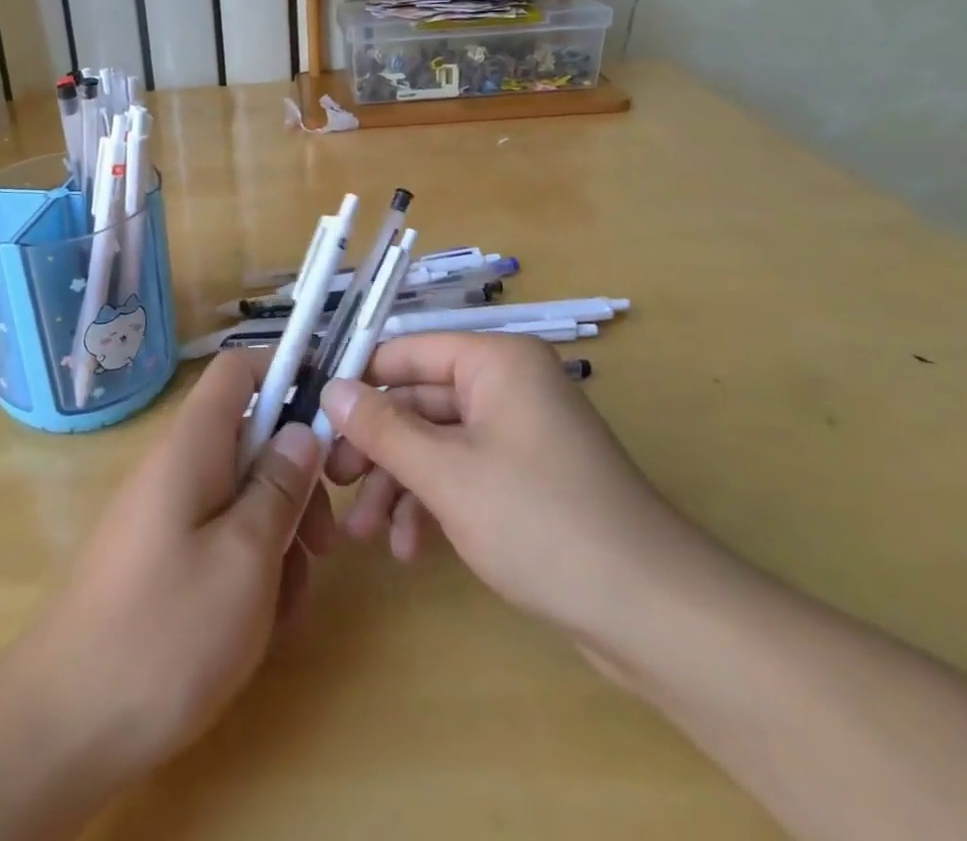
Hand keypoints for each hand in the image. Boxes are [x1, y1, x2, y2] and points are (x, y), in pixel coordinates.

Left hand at [5, 351, 333, 788]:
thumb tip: (301, 429)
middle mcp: (175, 466)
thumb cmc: (165, 634)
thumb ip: (279, 486)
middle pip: (250, 440)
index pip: (239, 370)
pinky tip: (255, 626)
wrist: (61, 729)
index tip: (329, 420)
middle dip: (295, 484)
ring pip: (241, 496)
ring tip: (284, 606)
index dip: (286, 374)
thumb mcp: (245, 558)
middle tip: (323, 546)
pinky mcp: (160, 558)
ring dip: (277, 539)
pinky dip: (247, 569)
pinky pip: (217, 538)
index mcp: (192, 445)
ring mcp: (164, 514)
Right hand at [321, 333, 715, 656]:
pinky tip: (410, 548)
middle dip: (377, 449)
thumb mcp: (447, 474)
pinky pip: (463, 474)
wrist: (651, 613)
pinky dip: (433, 505)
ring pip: (437, 443)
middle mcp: (506, 385)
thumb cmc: (540, 522)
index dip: (359, 383)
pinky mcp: (526, 478)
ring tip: (366, 535)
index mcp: (495, 361)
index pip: (407, 352)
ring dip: (399, 486)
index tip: (314, 419)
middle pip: (419, 402)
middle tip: (335, 486)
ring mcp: (518, 433)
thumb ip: (382, 428)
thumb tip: (330, 390)